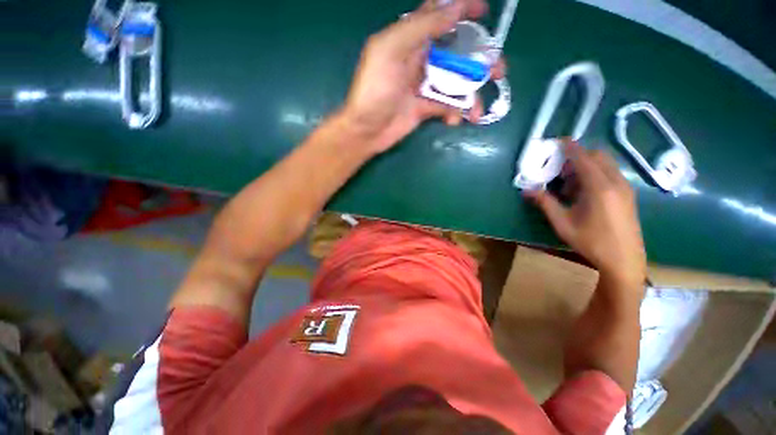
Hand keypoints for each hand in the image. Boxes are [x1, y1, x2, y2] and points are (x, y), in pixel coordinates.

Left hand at [342, 0, 504, 152]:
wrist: (366, 130)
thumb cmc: (374, 90)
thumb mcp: (391, 50)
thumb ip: (421, 27)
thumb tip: (455, 8)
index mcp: (410, 40)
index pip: (439, 15)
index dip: (461, 9)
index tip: (484, 11)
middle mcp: (419, 59)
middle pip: (456, 52)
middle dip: (479, 60)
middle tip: (498, 71)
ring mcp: (423, 85)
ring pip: (455, 82)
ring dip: (471, 94)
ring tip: (478, 110)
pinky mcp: (424, 108)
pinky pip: (445, 106)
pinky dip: (454, 112)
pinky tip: (455, 121)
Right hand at [526, 141, 646, 286]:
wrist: (624, 260)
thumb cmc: (591, 242)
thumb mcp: (562, 223)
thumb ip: (545, 203)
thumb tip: (526, 190)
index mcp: (599, 187)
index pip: (583, 158)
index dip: (570, 147)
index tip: (558, 141)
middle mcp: (615, 182)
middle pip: (597, 156)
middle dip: (577, 157)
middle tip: (559, 171)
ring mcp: (625, 187)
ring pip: (605, 164)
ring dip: (586, 167)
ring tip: (569, 185)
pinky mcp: (627, 194)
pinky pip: (610, 174)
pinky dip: (595, 174)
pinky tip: (584, 193)